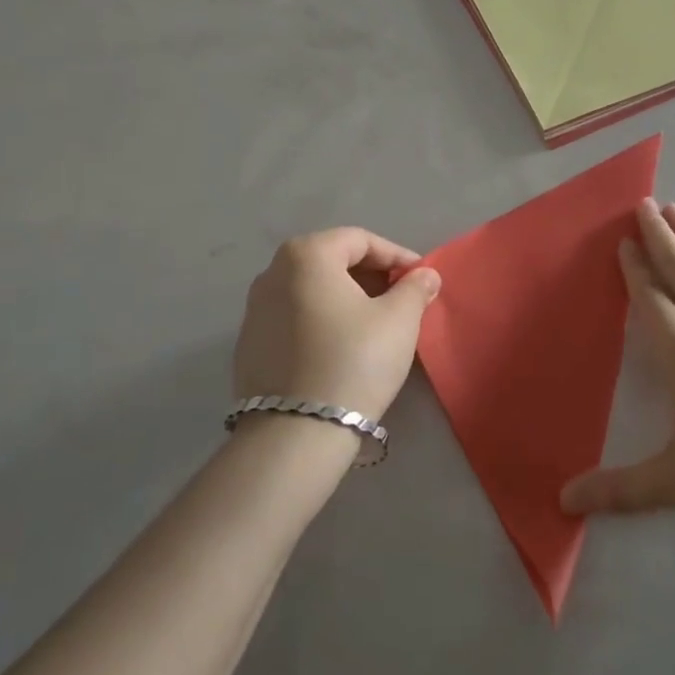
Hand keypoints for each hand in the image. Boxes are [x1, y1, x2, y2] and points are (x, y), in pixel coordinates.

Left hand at [232, 228, 440, 421]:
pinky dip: (321, 320)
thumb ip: (415, 288)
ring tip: (375, 323)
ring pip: (311, 290)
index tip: (421, 278)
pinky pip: (294, 318)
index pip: (360, 240)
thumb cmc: (354, 361)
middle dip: (371, 275)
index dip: (396, 255)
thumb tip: (425, 275)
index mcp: (306, 255)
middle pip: (332, 261)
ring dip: (346, 298)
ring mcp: (254, 310)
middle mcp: (272, 272)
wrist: (296, 434)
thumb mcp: (399, 320)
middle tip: (402, 298)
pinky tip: (342, 347)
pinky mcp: (249, 345)